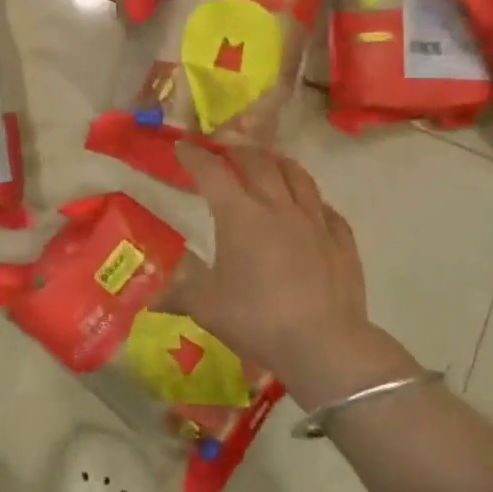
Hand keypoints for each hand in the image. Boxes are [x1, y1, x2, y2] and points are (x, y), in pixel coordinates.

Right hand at [173, 144, 418, 405]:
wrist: (324, 344)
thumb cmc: (257, 320)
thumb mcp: (206, 307)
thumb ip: (178, 294)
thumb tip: (151, 298)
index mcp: (239, 216)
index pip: (212, 172)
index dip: (194, 156)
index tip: (182, 146)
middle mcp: (278, 207)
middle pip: (258, 162)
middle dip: (237, 151)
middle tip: (224, 153)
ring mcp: (314, 221)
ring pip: (297, 176)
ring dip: (278, 163)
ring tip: (268, 163)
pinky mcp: (341, 241)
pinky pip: (326, 208)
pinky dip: (312, 200)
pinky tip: (309, 208)